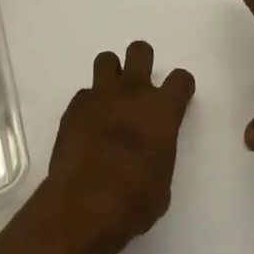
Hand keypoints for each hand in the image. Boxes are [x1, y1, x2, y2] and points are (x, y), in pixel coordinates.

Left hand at [45, 41, 195, 246]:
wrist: (87, 202)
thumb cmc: (136, 199)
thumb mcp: (162, 181)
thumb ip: (159, 154)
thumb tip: (149, 156)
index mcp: (163, 109)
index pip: (181, 79)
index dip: (180, 87)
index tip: (177, 97)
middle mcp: (133, 92)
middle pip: (140, 51)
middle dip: (141, 62)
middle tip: (139, 87)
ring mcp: (100, 96)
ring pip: (106, 60)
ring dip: (111, 75)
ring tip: (110, 98)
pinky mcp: (73, 108)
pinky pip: (84, 94)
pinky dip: (88, 105)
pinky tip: (87, 126)